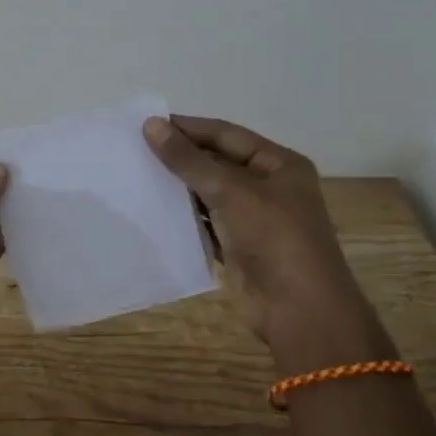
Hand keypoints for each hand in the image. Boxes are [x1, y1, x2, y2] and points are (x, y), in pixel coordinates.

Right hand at [144, 115, 374, 350]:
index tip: (147, 124)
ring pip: (209, 193)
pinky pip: (205, 223)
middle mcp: (268, 187)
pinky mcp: (238, 247)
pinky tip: (153, 210)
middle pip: (217, 162)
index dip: (188, 128)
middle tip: (135, 149)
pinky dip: (184, 217)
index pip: (226, 134)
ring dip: (179, 187)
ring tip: (137, 175)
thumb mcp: (230, 191)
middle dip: (181, 157)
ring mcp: (254, 219)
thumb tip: (151, 125)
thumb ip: (188, 160)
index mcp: (279, 164)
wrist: (299, 310)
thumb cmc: (274, 238)